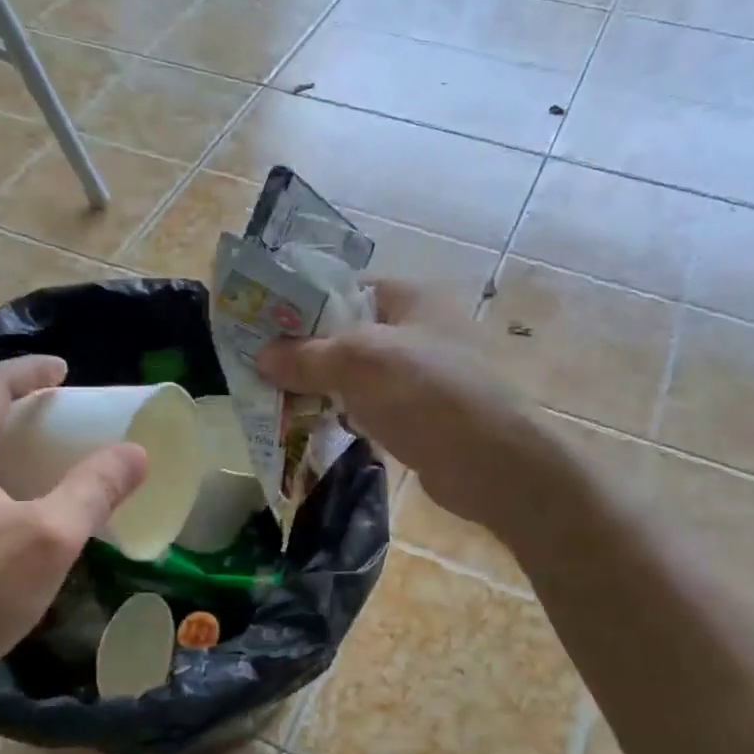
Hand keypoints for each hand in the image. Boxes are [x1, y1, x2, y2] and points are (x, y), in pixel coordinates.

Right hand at [257, 280, 552, 532]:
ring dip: (325, 388)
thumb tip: (261, 356)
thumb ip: (307, 355)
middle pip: (351, 335)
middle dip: (309, 353)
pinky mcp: (424, 417)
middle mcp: (421, 331)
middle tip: (264, 370)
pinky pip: (375, 408)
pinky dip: (349, 416)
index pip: (347, 290)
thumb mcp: (359, 362)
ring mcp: (425, 377)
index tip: (264, 328)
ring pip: (360, 376)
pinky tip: (319, 427)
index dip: (305, 305)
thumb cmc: (426, 393)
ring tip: (279, 401)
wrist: (492, 463)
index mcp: (412, 299)